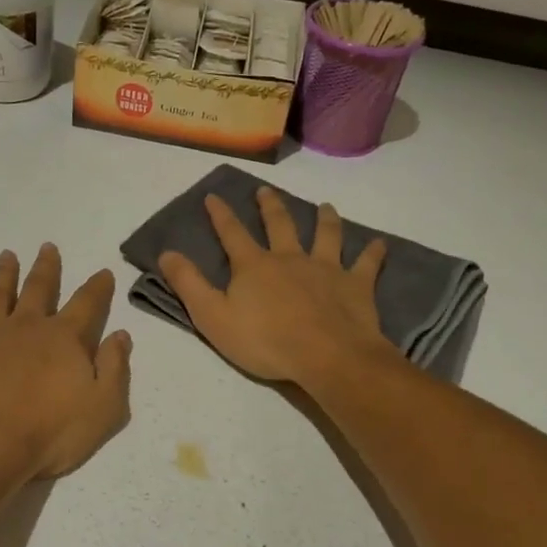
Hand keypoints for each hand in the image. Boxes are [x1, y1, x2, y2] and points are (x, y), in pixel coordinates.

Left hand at [0, 244, 132, 483]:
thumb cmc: (50, 434)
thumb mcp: (103, 408)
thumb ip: (115, 368)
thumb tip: (121, 335)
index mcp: (64, 340)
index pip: (87, 304)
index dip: (97, 287)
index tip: (103, 271)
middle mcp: (26, 327)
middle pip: (39, 289)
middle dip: (47, 268)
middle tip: (48, 247)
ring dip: (4, 273)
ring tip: (7, 255)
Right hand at [159, 188, 391, 385]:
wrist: (325, 355)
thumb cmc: (264, 341)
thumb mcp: (212, 317)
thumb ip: (189, 284)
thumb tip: (166, 253)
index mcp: (254, 266)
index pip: (232, 233)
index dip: (220, 215)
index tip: (213, 196)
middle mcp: (290, 258)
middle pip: (280, 224)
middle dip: (270, 206)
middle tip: (267, 191)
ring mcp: (326, 268)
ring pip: (326, 235)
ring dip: (325, 218)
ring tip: (325, 206)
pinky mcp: (356, 285)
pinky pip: (366, 263)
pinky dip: (373, 252)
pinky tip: (379, 244)